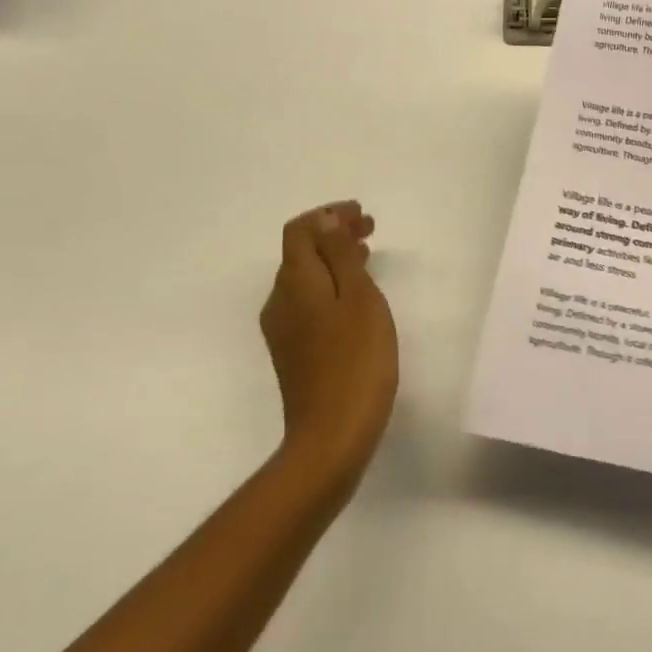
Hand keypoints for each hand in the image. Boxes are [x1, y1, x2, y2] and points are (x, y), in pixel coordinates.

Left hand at [259, 202, 398, 479]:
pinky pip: (310, 301)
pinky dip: (332, 285)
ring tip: (368, 254)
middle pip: (301, 252)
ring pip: (307, 277)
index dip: (328, 215)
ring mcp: (284, 329)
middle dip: (334, 234)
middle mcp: (280, 300)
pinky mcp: (294, 352)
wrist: (331, 437)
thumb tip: (324, 221)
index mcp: (295, 282)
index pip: (300, 231)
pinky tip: (355, 296)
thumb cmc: (356, 361)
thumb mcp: (358, 298)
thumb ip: (339, 255)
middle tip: (370, 229)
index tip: (361, 214)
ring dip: (334, 258)